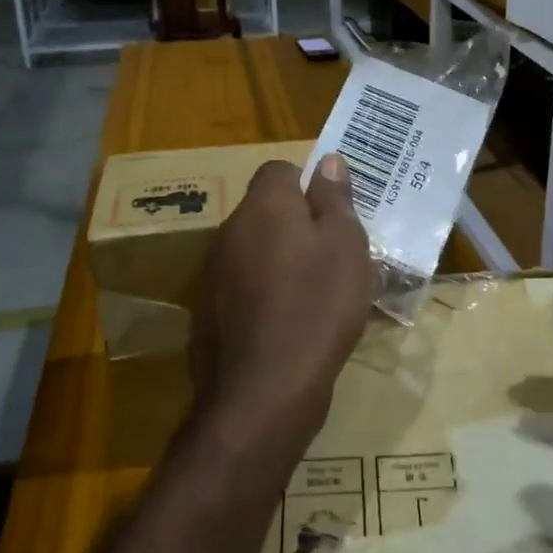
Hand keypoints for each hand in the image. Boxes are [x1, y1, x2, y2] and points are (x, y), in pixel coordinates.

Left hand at [191, 155, 372, 458]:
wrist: (264, 391)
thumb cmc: (317, 306)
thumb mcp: (345, 246)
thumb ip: (334, 198)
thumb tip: (327, 161)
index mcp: (264, 205)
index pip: (280, 170)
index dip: (309, 185)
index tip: (334, 215)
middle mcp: (230, 230)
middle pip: (267, 211)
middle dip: (298, 224)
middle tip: (335, 255)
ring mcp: (214, 273)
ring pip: (256, 250)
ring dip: (282, 260)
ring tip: (318, 293)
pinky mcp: (208, 312)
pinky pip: (244, 287)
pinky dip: (266, 294)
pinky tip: (291, 323)